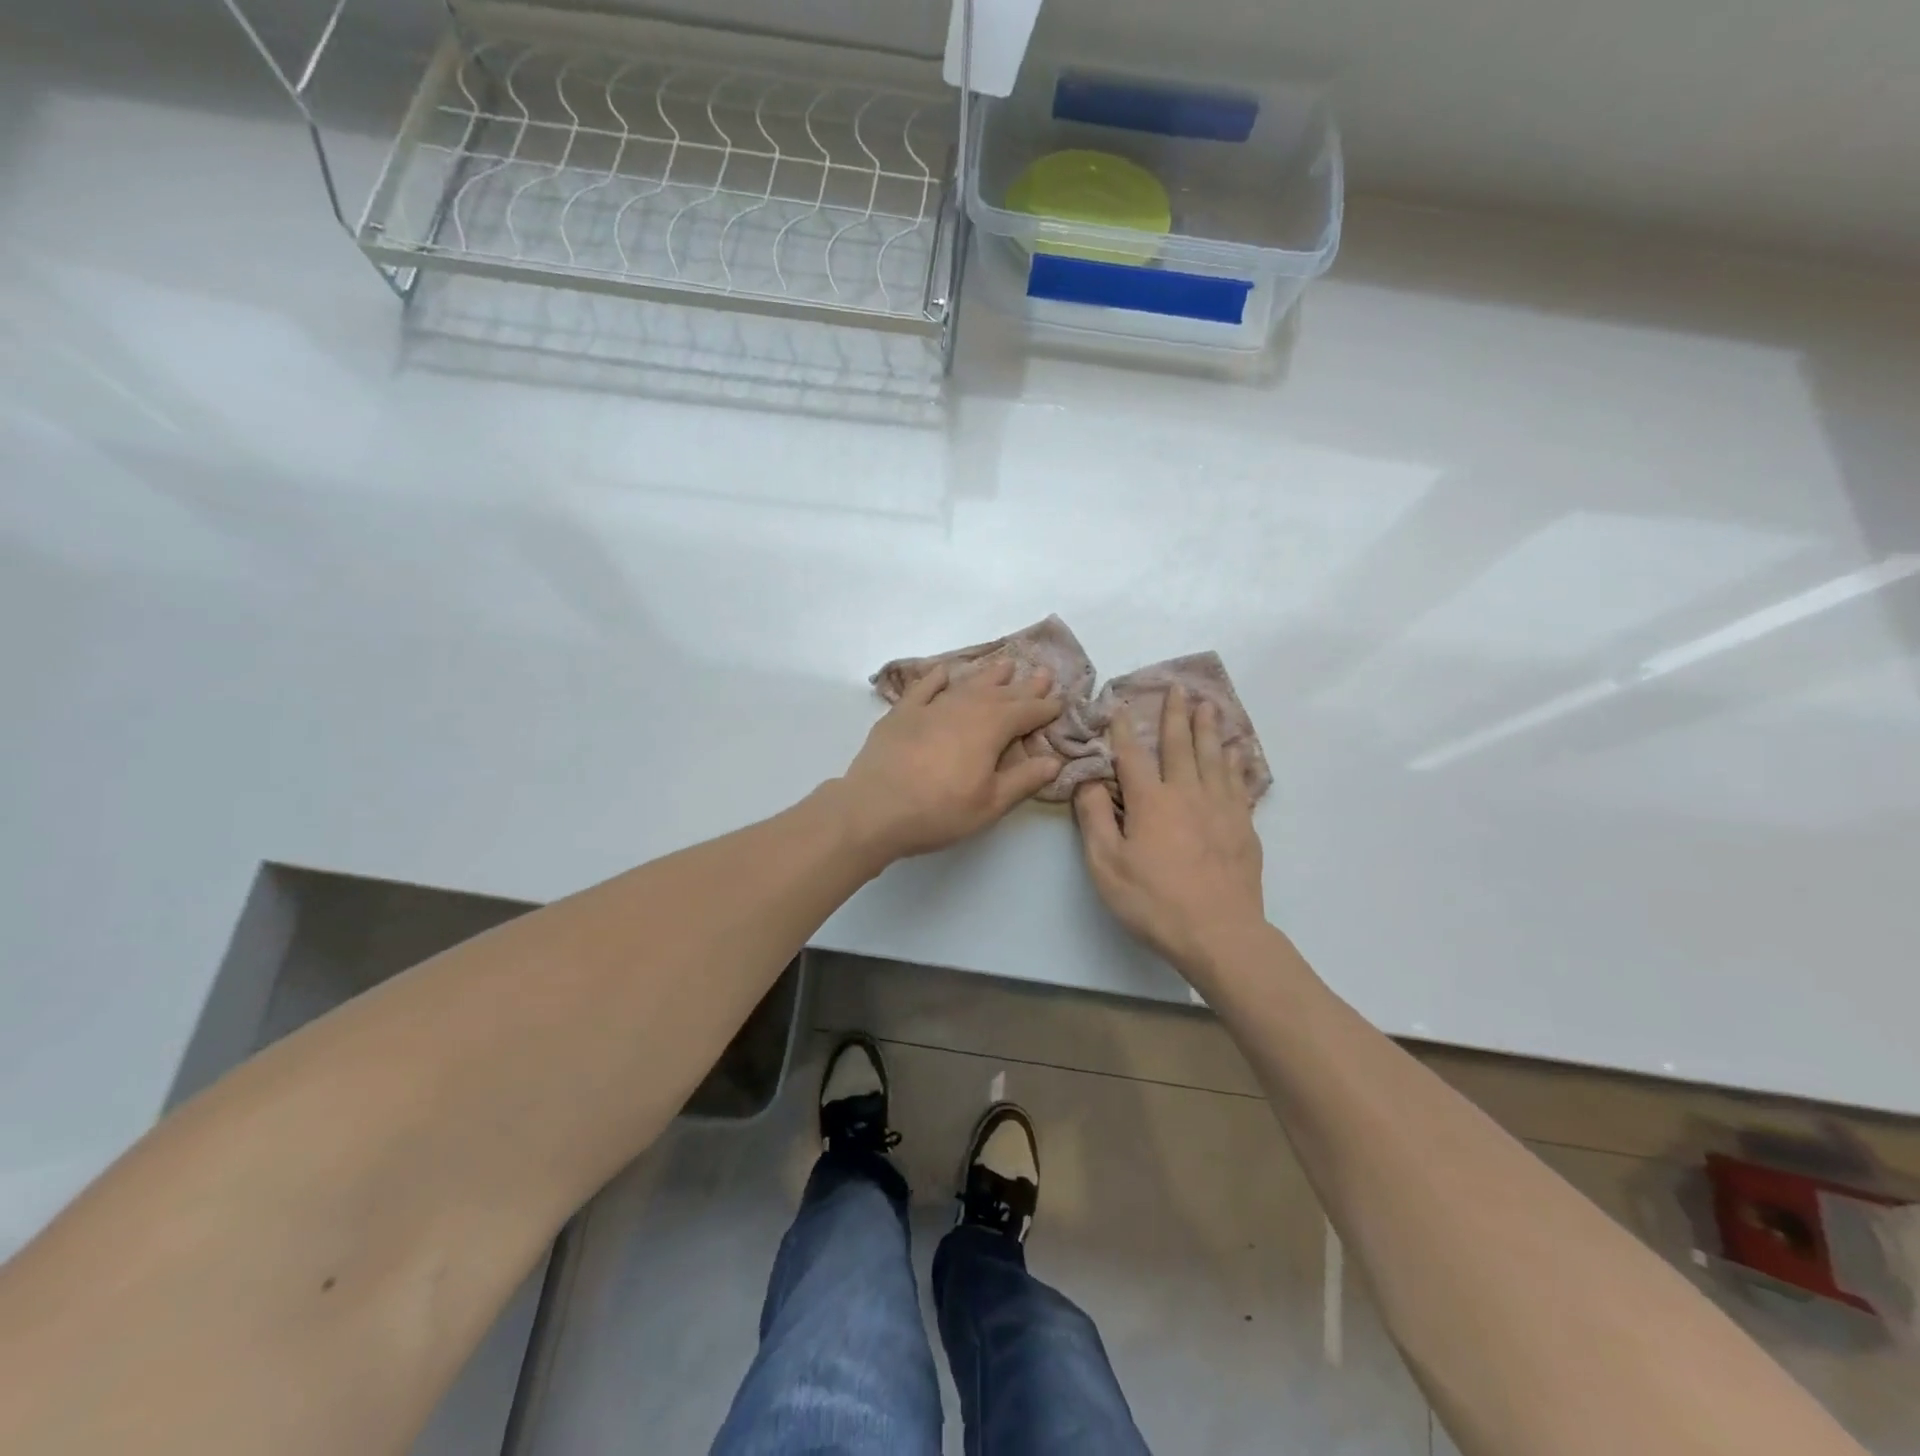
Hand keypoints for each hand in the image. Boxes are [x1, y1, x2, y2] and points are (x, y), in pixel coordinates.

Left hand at [838, 659, 1064, 860]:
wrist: (873, 809)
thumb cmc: (938, 811)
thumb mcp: (989, 804)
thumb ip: (1023, 780)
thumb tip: (1054, 760)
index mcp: (989, 729)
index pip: (1025, 713)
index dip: (1045, 707)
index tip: (1060, 701)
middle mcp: (963, 709)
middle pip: (1000, 694)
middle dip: (1023, 686)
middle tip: (1042, 672)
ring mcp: (930, 708)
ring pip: (966, 686)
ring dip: (988, 676)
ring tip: (1005, 664)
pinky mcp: (901, 714)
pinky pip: (924, 688)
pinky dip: (936, 678)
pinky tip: (944, 672)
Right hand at [1073, 686, 1266, 976]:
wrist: (1219, 933)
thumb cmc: (1154, 901)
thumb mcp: (1106, 865)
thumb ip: (1095, 818)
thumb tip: (1089, 781)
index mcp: (1151, 801)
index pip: (1132, 756)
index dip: (1124, 729)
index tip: (1121, 705)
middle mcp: (1187, 793)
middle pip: (1180, 745)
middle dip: (1176, 715)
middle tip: (1178, 688)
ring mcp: (1221, 807)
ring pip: (1214, 757)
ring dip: (1208, 729)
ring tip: (1209, 706)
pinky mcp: (1243, 826)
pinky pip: (1239, 782)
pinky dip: (1237, 762)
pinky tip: (1237, 752)